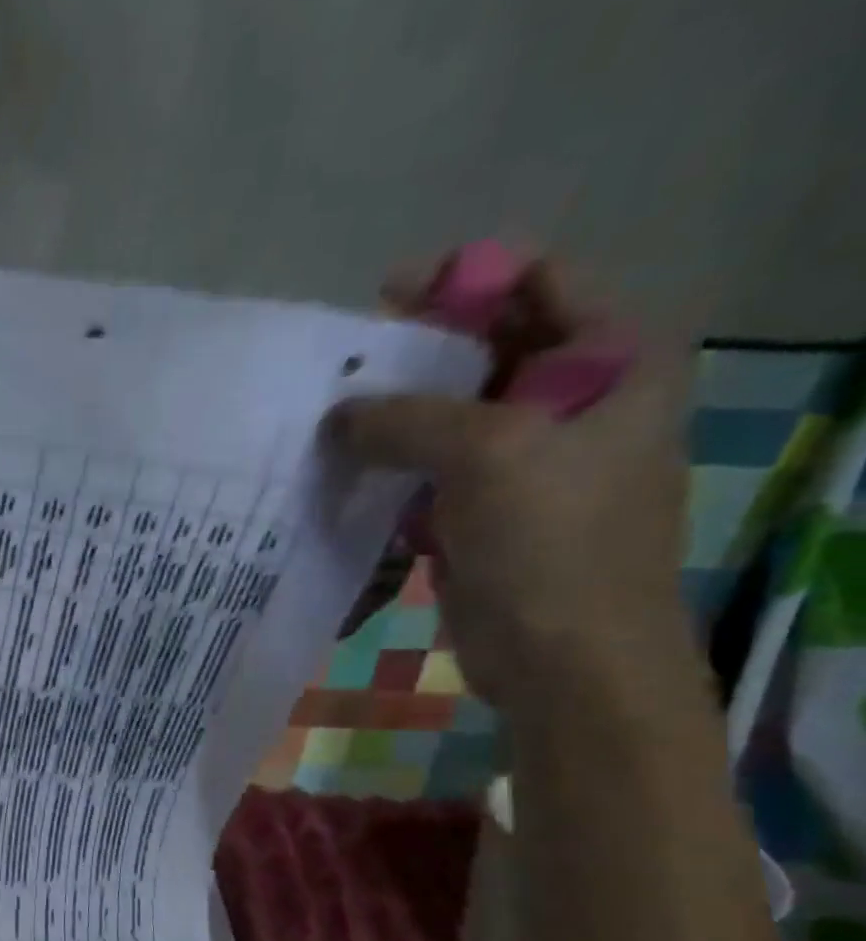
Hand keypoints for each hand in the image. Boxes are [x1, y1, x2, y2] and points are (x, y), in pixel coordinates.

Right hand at [326, 262, 692, 706]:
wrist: (565, 661)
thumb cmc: (552, 544)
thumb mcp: (486, 455)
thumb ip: (406, 418)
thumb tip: (336, 415)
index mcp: (612, 361)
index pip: (539, 282)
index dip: (464, 280)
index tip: (383, 300)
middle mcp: (574, 400)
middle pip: (483, 349)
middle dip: (412, 355)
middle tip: (341, 368)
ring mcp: (524, 460)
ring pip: (446, 415)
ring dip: (390, 417)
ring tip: (327, 420)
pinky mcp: (481, 510)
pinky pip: (427, 470)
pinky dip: (387, 468)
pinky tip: (342, 472)